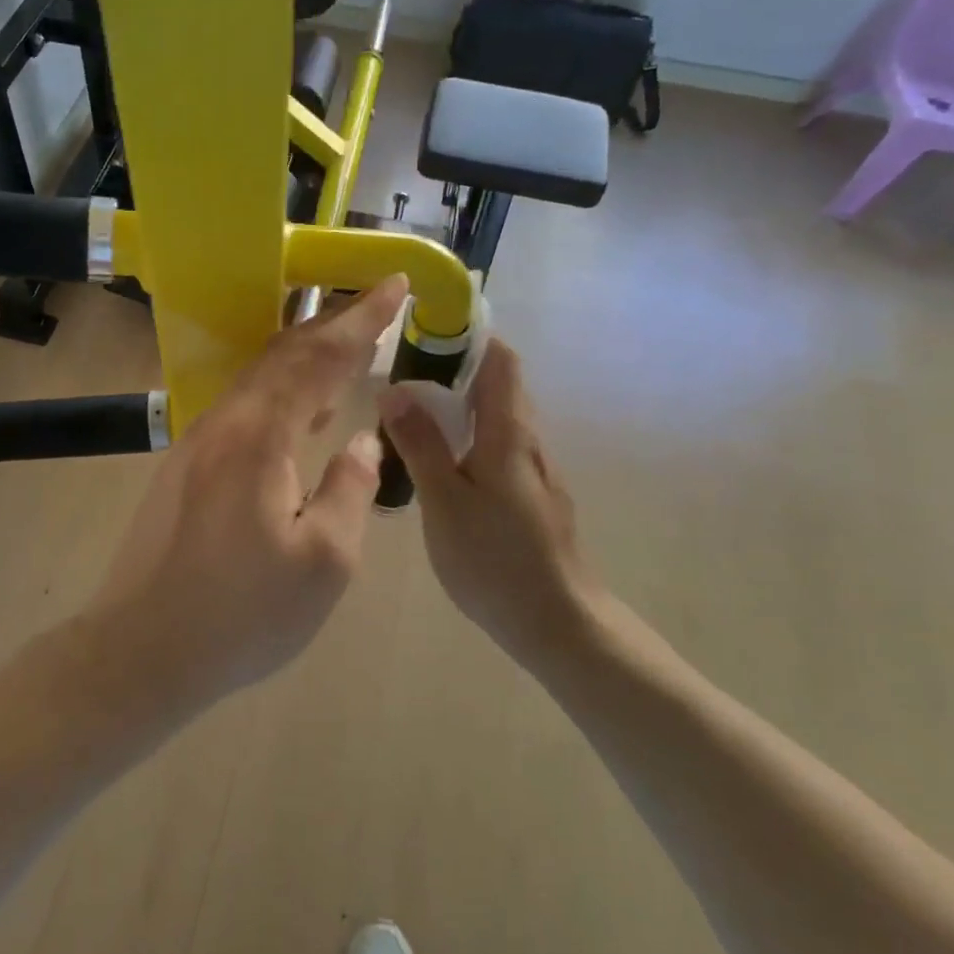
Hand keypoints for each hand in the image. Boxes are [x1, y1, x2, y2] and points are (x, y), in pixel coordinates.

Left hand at [87, 277, 409, 714]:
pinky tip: (300, 411)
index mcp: (261, 435)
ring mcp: (197, 441)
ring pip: (260, 378)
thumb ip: (350, 489)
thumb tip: (361, 439)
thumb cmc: (241, 613)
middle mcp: (225, 421)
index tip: (394, 284)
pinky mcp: (185, 464)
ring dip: (305, 355)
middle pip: (284, 354)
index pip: (320, 357)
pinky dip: (282, 390)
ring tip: (346, 346)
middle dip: (333, 322)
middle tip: (375, 302)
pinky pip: (244, 406)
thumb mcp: (323, 561)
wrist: (141, 649)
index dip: (361, 319)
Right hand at [377, 341, 596, 672]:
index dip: (470, 336)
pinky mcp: (533, 496)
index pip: (500, 360)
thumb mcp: (444, 500)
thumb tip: (394, 389)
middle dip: (455, 370)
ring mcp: (535, 470)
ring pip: (497, 418)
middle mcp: (528, 441)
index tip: (427, 330)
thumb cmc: (495, 559)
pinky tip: (440, 463)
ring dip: (459, 406)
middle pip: (497, 385)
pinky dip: (469, 437)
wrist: (559, 623)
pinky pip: (498, 447)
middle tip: (403, 376)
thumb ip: (420, 444)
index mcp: (508, 432)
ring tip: (411, 415)